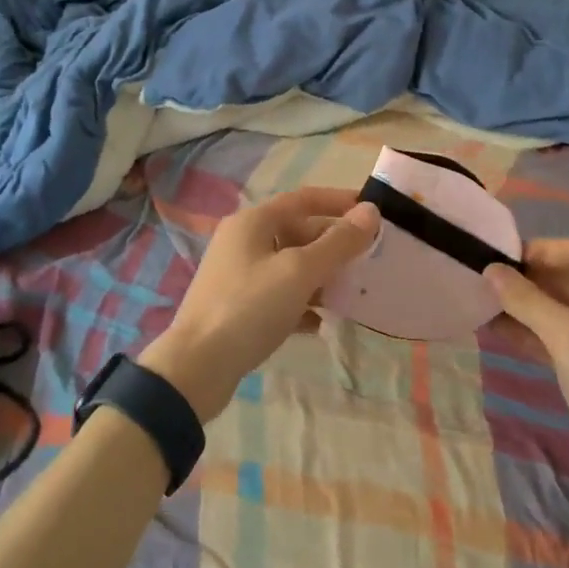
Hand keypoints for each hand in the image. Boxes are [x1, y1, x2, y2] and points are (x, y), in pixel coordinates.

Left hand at [140, 188, 380, 422]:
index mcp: (253, 221)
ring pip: (288, 266)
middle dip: (332, 245)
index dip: (339, 202)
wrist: (197, 367)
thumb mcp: (300, 272)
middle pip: (296, 232)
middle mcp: (242, 241)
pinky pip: (278, 296)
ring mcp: (237, 275)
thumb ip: (337, 243)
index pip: (303, 200)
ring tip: (351, 293)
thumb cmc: (250, 307)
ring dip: (320, 276)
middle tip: (367, 259)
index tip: (372, 211)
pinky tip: (320, 323)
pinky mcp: (237, 307)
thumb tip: (371, 211)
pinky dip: (301, 304)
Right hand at [487, 240, 568, 503]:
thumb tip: (491, 270)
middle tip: (485, 279)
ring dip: (527, 307)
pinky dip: (535, 333)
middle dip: (529, 280)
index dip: (539, 250)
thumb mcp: (567, 338)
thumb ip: (527, 300)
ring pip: (564, 311)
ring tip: (483, 303)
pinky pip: (564, 338)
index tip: (499, 255)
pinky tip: (499, 331)